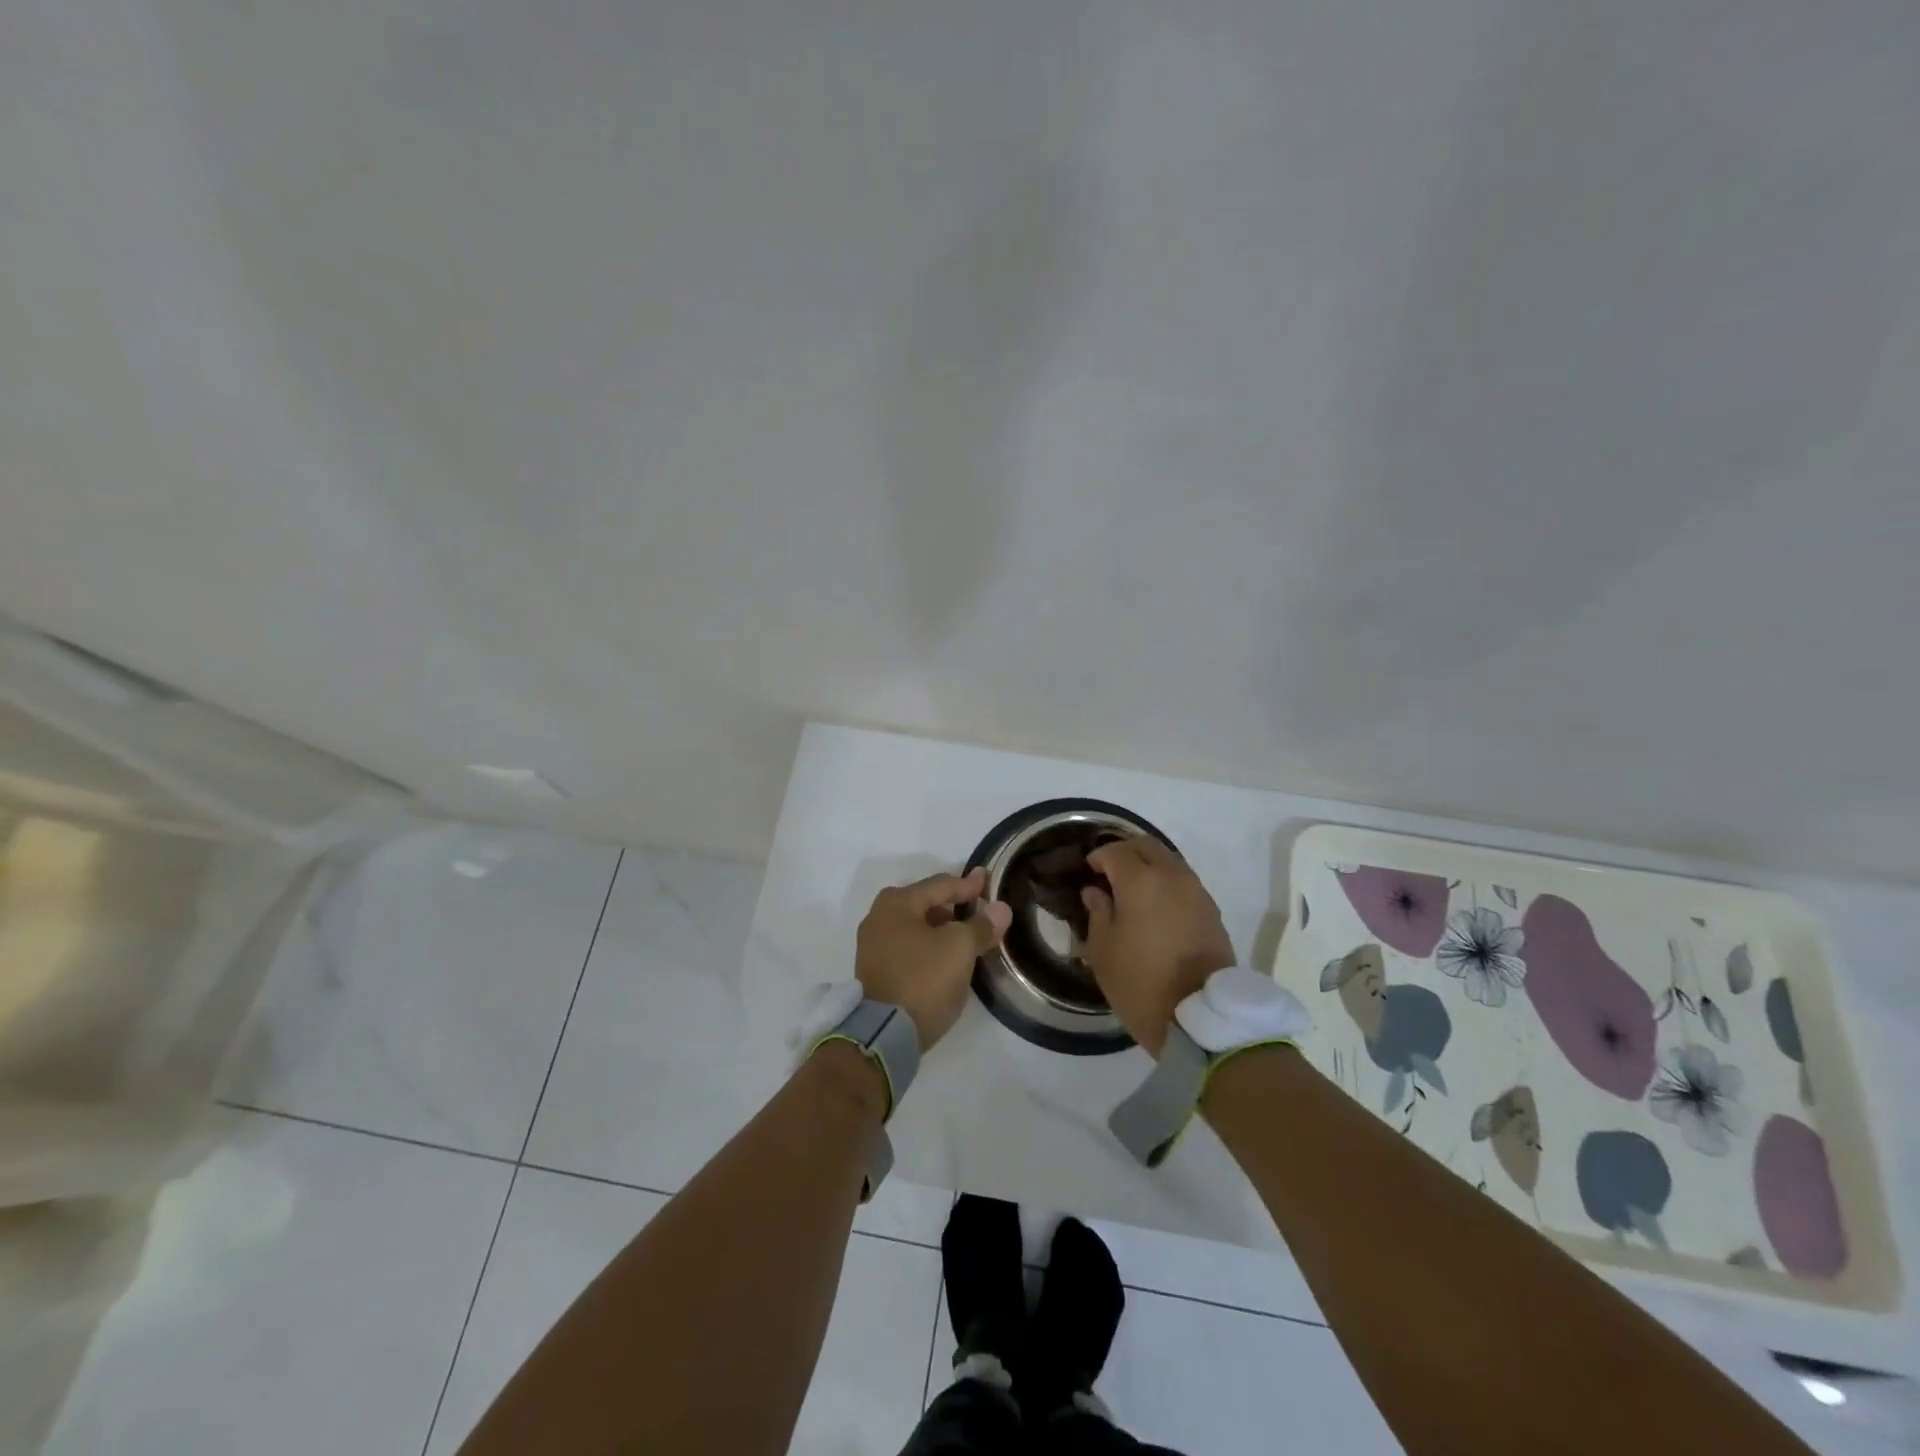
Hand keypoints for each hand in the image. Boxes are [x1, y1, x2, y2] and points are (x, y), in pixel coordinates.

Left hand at [856, 868, 1011, 1049]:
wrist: (885, 1035)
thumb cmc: (923, 979)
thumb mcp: (959, 948)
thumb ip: (981, 925)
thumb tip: (1000, 909)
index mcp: (896, 902)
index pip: (941, 885)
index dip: (968, 884)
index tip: (988, 881)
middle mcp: (879, 917)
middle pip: (926, 904)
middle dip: (954, 906)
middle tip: (979, 910)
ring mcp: (873, 946)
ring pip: (917, 928)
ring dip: (942, 929)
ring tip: (967, 937)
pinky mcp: (875, 972)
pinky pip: (909, 948)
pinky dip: (929, 947)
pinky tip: (947, 958)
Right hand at [1081, 836, 1234, 1055]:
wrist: (1201, 1017)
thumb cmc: (1140, 982)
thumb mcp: (1103, 950)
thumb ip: (1098, 912)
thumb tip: (1096, 892)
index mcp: (1140, 880)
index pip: (1114, 852)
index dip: (1098, 857)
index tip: (1087, 871)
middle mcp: (1171, 876)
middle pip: (1146, 845)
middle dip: (1125, 851)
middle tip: (1108, 870)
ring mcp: (1196, 891)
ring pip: (1169, 860)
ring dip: (1148, 865)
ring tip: (1132, 888)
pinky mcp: (1211, 910)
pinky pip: (1183, 881)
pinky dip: (1166, 882)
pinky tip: (1155, 904)